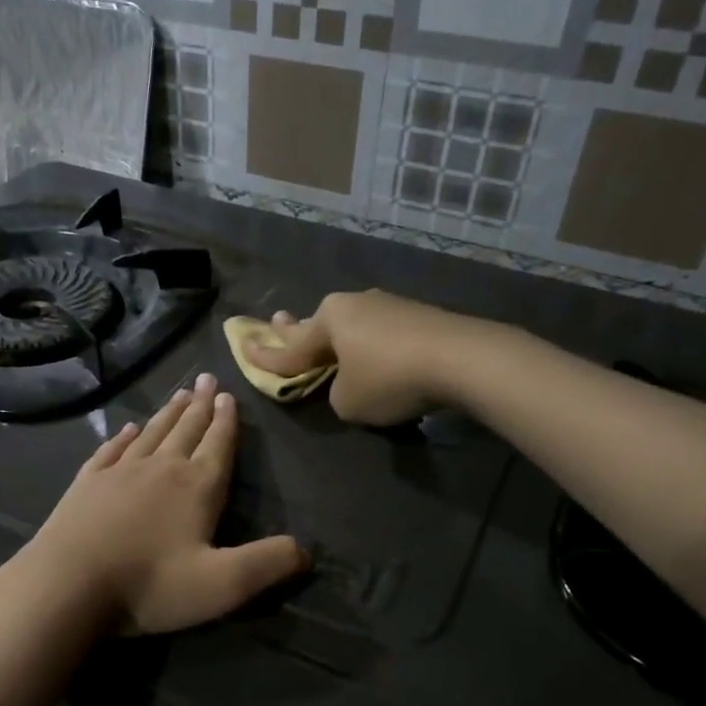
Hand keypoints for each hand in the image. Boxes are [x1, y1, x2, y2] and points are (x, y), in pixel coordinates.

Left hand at [23, 374, 308, 634]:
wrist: (67, 585)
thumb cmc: (149, 585)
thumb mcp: (222, 584)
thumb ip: (268, 564)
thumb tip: (306, 550)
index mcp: (196, 487)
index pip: (218, 445)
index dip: (227, 422)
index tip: (229, 395)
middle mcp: (160, 468)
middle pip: (186, 429)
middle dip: (200, 405)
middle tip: (207, 379)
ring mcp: (119, 472)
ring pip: (152, 433)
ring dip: (168, 413)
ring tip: (179, 394)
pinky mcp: (87, 483)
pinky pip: (111, 449)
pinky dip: (123, 436)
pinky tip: (128, 428)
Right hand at [243, 290, 467, 426]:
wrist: (462, 358)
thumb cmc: (389, 379)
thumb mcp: (347, 402)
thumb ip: (336, 393)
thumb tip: (349, 383)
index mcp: (329, 319)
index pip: (290, 348)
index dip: (265, 357)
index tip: (243, 348)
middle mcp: (355, 304)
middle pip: (319, 324)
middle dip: (298, 329)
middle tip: (278, 322)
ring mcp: (389, 305)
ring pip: (352, 326)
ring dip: (339, 338)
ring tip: (329, 342)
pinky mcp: (419, 315)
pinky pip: (381, 333)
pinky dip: (372, 346)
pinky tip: (377, 355)